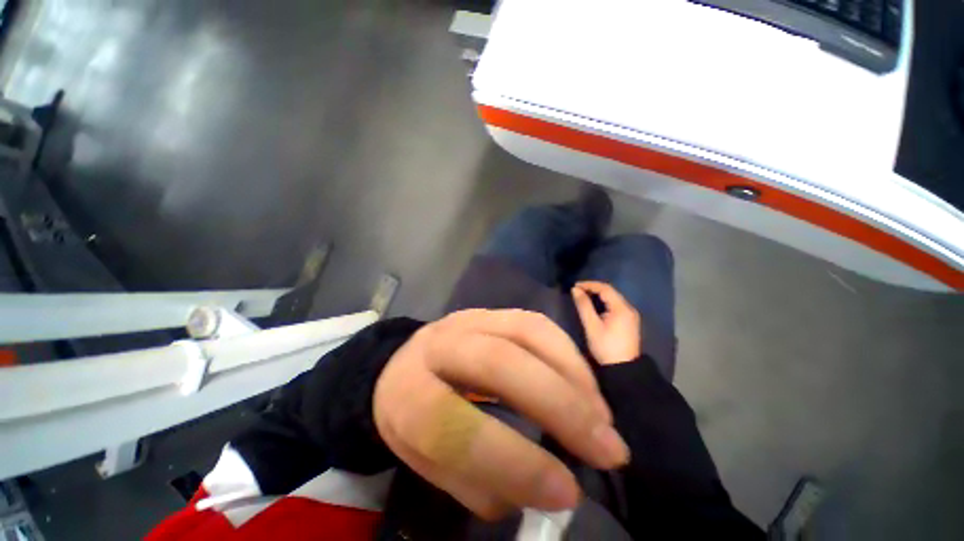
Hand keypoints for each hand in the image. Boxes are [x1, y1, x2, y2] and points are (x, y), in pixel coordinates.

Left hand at [373, 309, 628, 519]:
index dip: (511, 461)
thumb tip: (543, 488)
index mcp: (406, 391)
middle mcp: (439, 344)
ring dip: (573, 377)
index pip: (450, 423)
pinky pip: (537, 323)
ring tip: (603, 419)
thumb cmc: (415, 417)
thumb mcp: (427, 461)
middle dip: (558, 406)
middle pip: (498, 362)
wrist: (409, 363)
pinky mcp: (492, 312)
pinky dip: (569, 355)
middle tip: (607, 449)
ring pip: (526, 333)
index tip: (567, 492)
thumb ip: (477, 480)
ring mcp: (469, 319)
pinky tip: (586, 386)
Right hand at [572, 281, 641, 365]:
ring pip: (614, 298)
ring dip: (599, 295)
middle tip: (578, 290)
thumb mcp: (592, 326)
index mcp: (622, 308)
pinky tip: (596, 306)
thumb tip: (575, 290)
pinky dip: (604, 302)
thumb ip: (584, 306)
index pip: (605, 288)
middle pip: (611, 292)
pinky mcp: (629, 322)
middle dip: (594, 288)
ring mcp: (631, 316)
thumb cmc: (606, 347)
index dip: (589, 285)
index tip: (575, 286)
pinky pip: (616, 305)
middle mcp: (629, 309)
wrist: (623, 369)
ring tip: (584, 296)